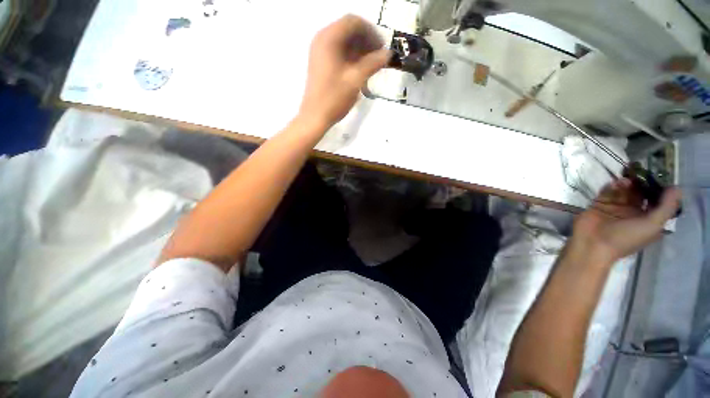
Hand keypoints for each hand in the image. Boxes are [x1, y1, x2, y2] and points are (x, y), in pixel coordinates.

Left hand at [298, 14, 390, 128]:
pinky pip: (339, 51)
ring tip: (372, 65)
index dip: (371, 32)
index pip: (354, 22)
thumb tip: (388, 54)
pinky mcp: (320, 62)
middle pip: (348, 30)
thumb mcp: (356, 80)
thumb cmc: (334, 98)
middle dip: (366, 40)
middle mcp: (322, 39)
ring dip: (360, 49)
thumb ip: (373, 63)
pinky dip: (351, 57)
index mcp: (329, 38)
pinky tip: (361, 69)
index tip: (382, 47)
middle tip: (379, 57)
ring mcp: (320, 51)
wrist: (315, 117)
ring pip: (344, 41)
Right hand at [572, 178, 681, 264]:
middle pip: (640, 193)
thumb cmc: (626, 238)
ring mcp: (615, 207)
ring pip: (624, 190)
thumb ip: (666, 207)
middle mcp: (634, 212)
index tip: (660, 177)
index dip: (660, 189)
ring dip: (627, 183)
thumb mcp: (653, 225)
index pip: (657, 201)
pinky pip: (608, 191)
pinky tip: (614, 184)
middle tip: (641, 172)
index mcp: (648, 220)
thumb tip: (677, 188)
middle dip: (641, 183)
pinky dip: (612, 186)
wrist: (593, 244)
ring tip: (626, 180)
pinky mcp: (600, 203)